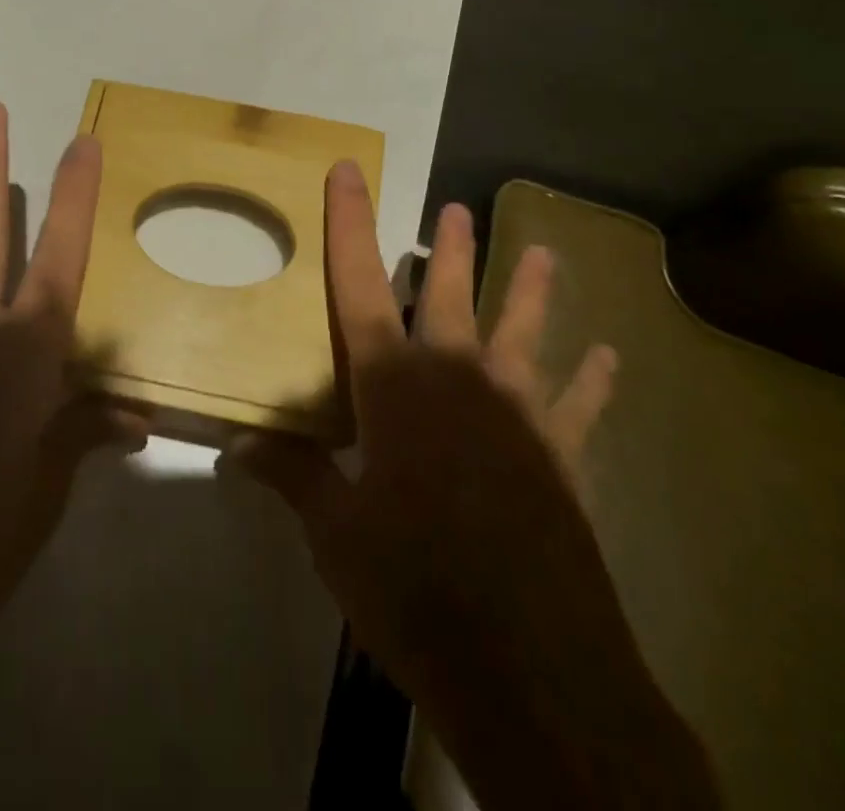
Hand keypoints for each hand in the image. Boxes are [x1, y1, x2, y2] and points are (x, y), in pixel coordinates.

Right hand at [226, 163, 716, 810]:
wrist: (531, 674)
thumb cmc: (414, 590)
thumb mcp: (337, 535)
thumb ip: (294, 475)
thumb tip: (236, 445)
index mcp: (395, 386)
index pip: (359, 284)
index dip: (349, 223)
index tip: (348, 170)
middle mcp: (458, 379)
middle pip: (448, 295)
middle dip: (449, 250)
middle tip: (455, 209)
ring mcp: (519, 414)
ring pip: (522, 332)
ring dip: (529, 291)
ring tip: (545, 253)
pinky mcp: (563, 457)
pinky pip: (579, 406)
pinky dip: (592, 381)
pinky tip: (608, 356)